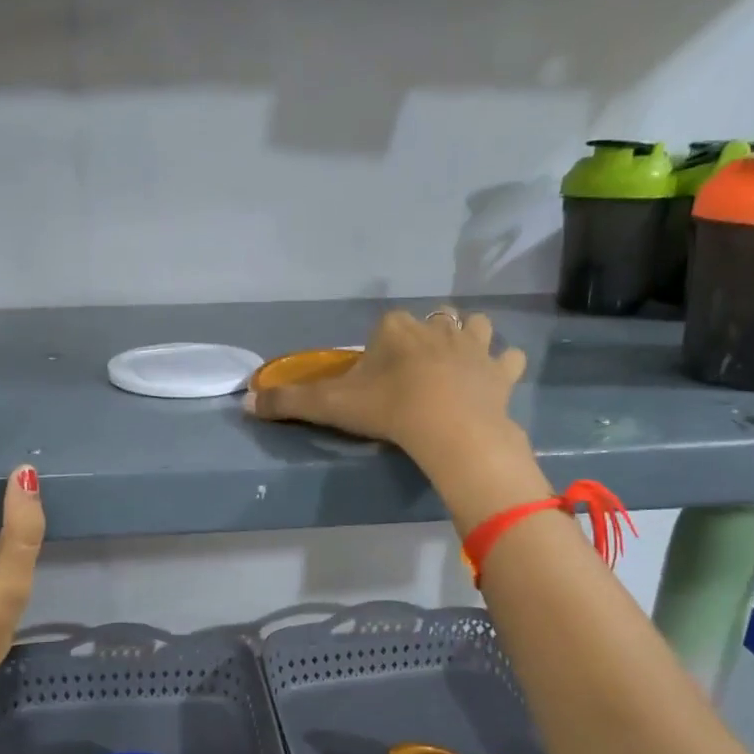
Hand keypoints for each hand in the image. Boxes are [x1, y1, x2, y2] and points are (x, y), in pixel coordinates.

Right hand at [246, 308, 530, 478]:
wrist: (449, 428)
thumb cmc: (388, 409)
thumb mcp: (330, 405)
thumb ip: (288, 401)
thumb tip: (245, 402)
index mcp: (395, 328)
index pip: (384, 326)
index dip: (378, 350)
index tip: (374, 379)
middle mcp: (436, 327)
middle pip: (428, 324)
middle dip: (421, 342)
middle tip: (411, 377)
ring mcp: (474, 346)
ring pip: (475, 328)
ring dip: (467, 341)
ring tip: (455, 367)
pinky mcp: (501, 371)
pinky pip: (508, 358)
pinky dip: (503, 367)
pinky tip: (493, 382)